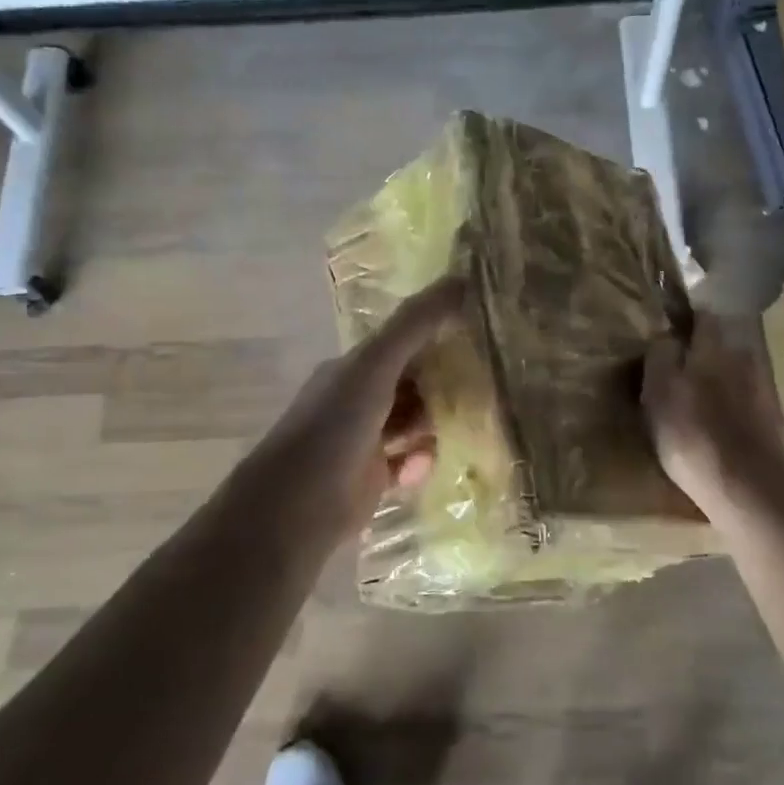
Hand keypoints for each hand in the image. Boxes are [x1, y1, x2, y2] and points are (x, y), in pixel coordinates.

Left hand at [239, 277, 466, 546]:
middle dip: (444, 384)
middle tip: (486, 384)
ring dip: (436, 424)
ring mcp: (364, 440)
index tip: (478, 336)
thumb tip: (460, 278)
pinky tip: (424, 465)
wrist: (297, 506)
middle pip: (412, 384)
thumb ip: (415, 324)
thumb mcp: (375, 365)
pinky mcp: (373, 478)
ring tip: (470, 424)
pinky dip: (420, 461)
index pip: (402, 343)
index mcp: (354, 368)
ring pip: (413, 423)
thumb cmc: (334, 426)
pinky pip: (408, 462)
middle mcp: (358, 399)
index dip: (437, 336)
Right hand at [643, 311, 783, 516]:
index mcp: (713, 348)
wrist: (746, 488)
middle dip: (703, 351)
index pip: (703, 317)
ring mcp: (762, 390)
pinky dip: (733, 405)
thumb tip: (666, 334)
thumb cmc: (691, 434)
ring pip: (735, 373)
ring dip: (719, 379)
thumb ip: (661, 355)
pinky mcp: (771, 421)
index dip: (687, 319)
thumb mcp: (658, 391)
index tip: (670, 328)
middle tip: (679, 368)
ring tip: (698, 400)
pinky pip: (746, 401)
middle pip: (722, 344)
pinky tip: (719, 424)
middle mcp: (743, 359)